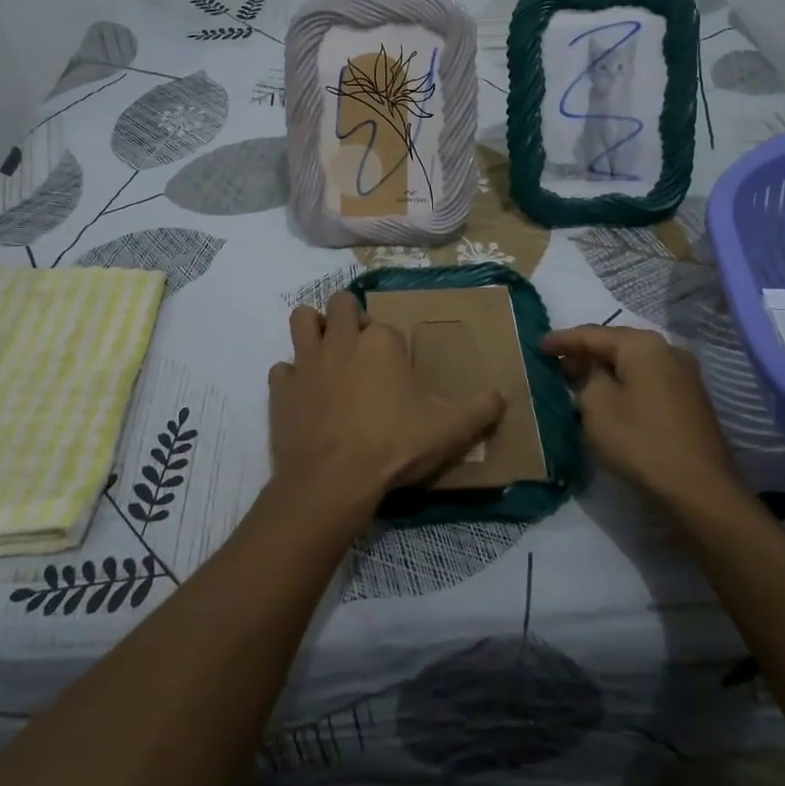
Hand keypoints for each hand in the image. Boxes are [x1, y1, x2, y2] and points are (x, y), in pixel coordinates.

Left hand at [269, 292, 503, 522]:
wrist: (332, 481)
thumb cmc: (393, 447)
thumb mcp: (448, 431)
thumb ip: (479, 411)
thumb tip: (503, 396)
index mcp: (380, 342)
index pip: (385, 326)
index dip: (391, 345)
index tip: (397, 372)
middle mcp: (341, 340)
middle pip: (339, 304)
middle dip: (347, 316)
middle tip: (359, 349)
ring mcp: (306, 362)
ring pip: (301, 320)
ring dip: (312, 329)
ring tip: (326, 354)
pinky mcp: (281, 388)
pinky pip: (282, 369)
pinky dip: (291, 378)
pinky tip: (304, 397)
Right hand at [541, 325, 742, 510]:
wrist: (700, 489)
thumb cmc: (641, 441)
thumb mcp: (596, 407)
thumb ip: (588, 379)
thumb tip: (597, 375)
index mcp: (642, 345)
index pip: (592, 334)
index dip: (562, 340)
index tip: (539, 346)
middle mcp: (667, 350)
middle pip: (616, 344)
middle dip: (586, 353)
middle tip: (558, 365)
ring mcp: (684, 374)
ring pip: (634, 363)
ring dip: (607, 370)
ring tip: (580, 381)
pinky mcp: (691, 399)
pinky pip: (648, 380)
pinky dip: (626, 383)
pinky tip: (612, 398)